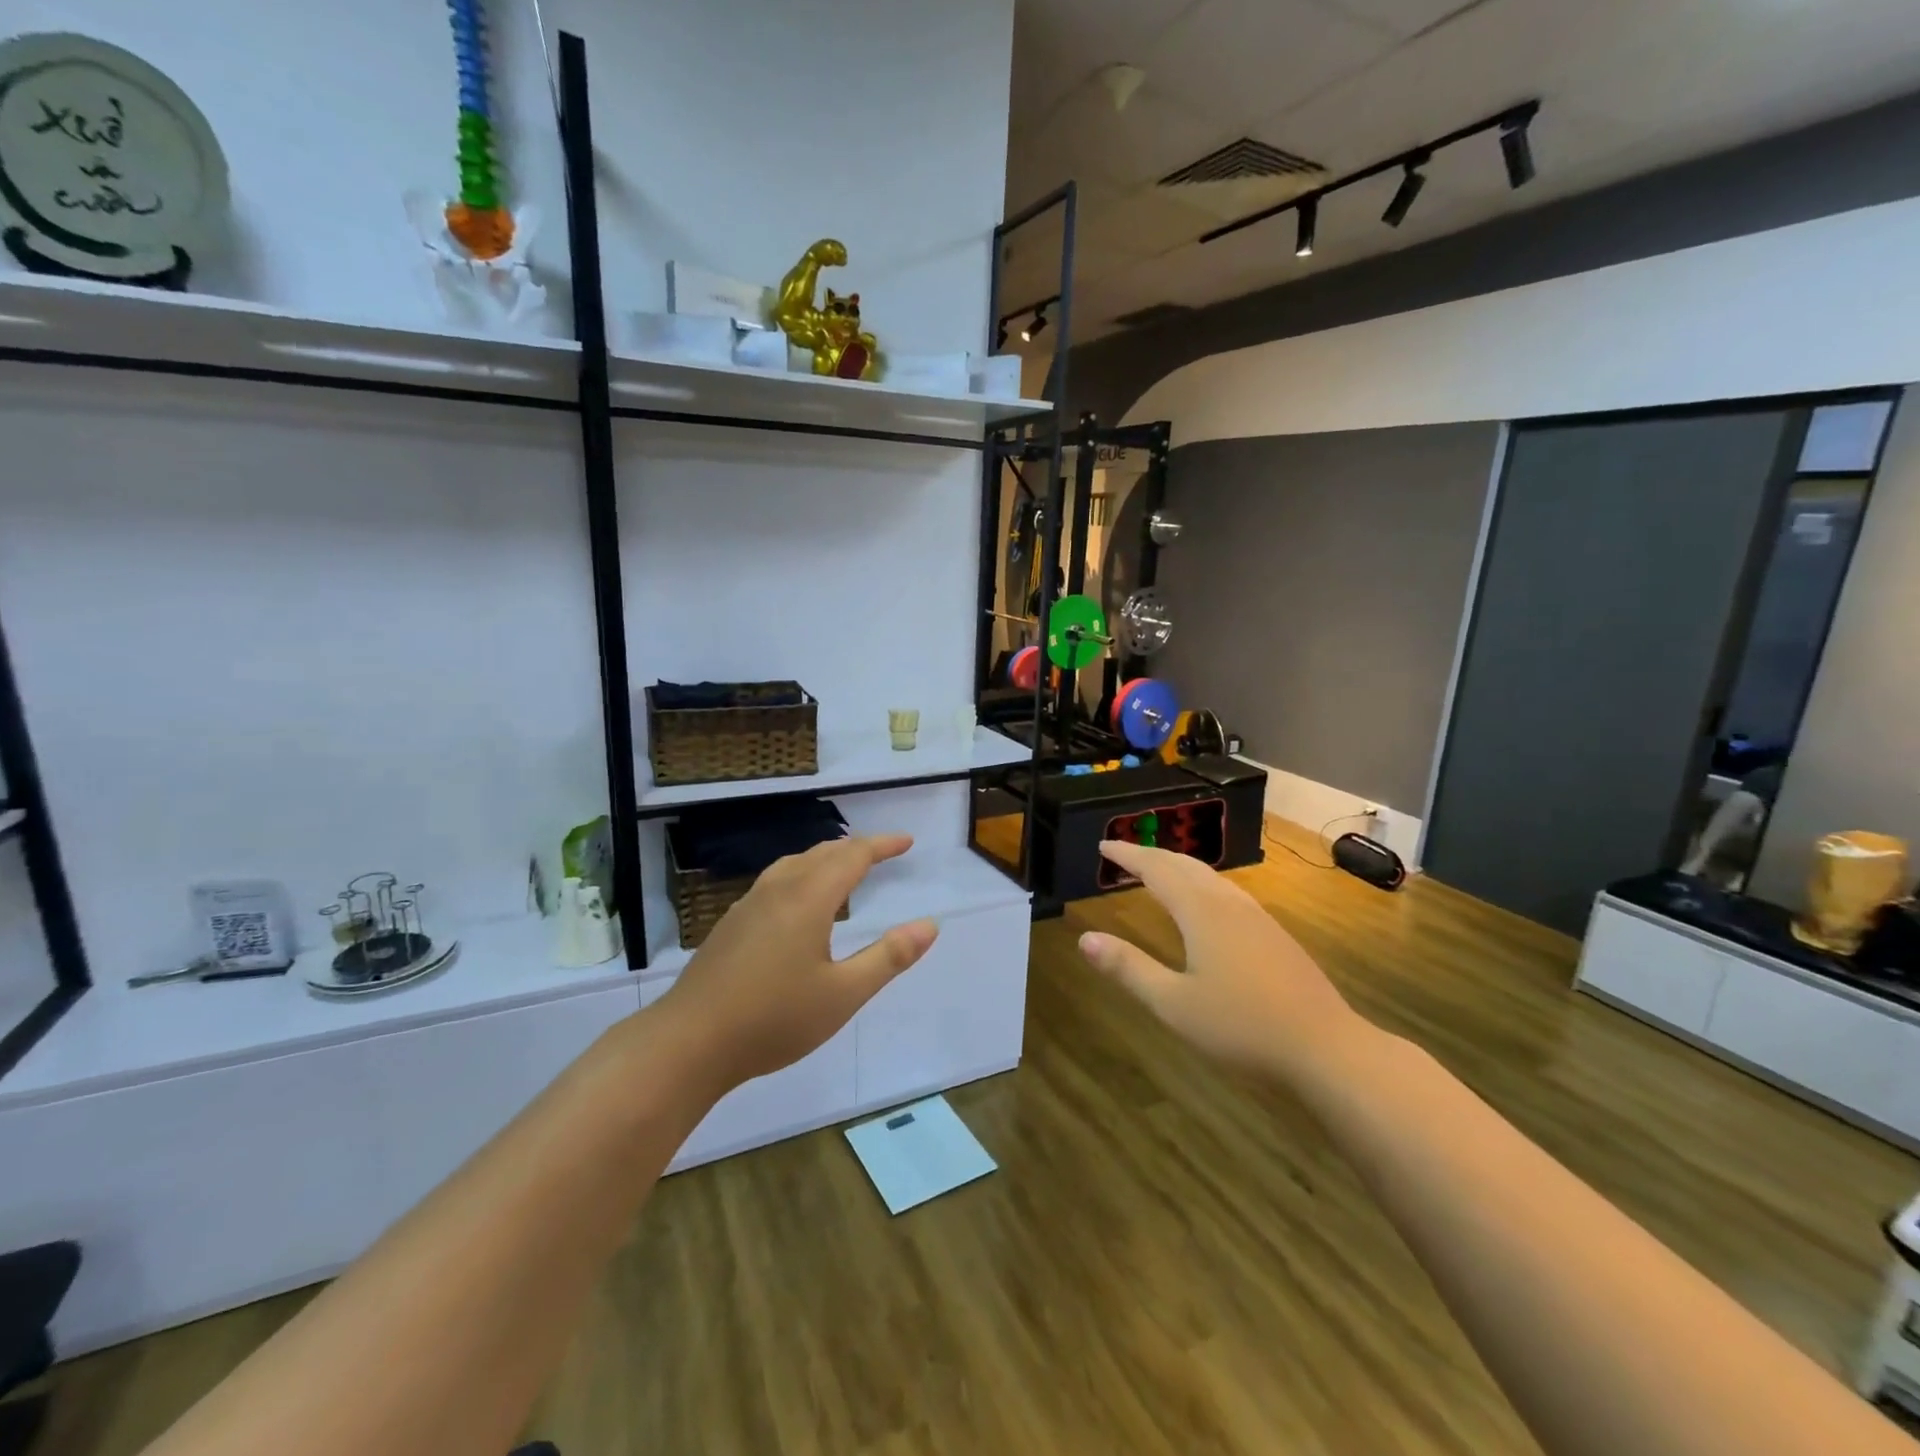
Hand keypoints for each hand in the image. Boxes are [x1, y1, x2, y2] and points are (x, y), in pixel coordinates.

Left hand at [656, 834, 937, 1094]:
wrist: (689, 1042)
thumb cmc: (773, 1019)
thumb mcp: (843, 995)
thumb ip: (888, 957)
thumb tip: (929, 925)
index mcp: (808, 899)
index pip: (852, 856)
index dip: (882, 846)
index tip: (906, 842)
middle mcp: (778, 890)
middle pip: (822, 853)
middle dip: (856, 848)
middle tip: (882, 853)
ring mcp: (748, 905)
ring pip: (794, 864)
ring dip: (825, 858)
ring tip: (843, 869)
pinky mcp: (731, 924)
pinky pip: (775, 881)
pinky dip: (801, 875)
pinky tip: (798, 903)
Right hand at [1077, 841, 1360, 1084]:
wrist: (1326, 1048)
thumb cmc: (1242, 1027)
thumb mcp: (1173, 1004)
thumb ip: (1129, 969)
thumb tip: (1085, 939)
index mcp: (1201, 912)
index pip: (1156, 869)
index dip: (1128, 855)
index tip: (1104, 845)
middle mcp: (1229, 904)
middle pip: (1184, 865)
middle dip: (1151, 855)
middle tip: (1123, 854)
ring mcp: (1257, 917)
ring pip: (1210, 877)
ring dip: (1177, 867)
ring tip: (1157, 872)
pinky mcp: (1275, 934)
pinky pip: (1227, 892)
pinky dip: (1201, 884)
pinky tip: (1205, 905)